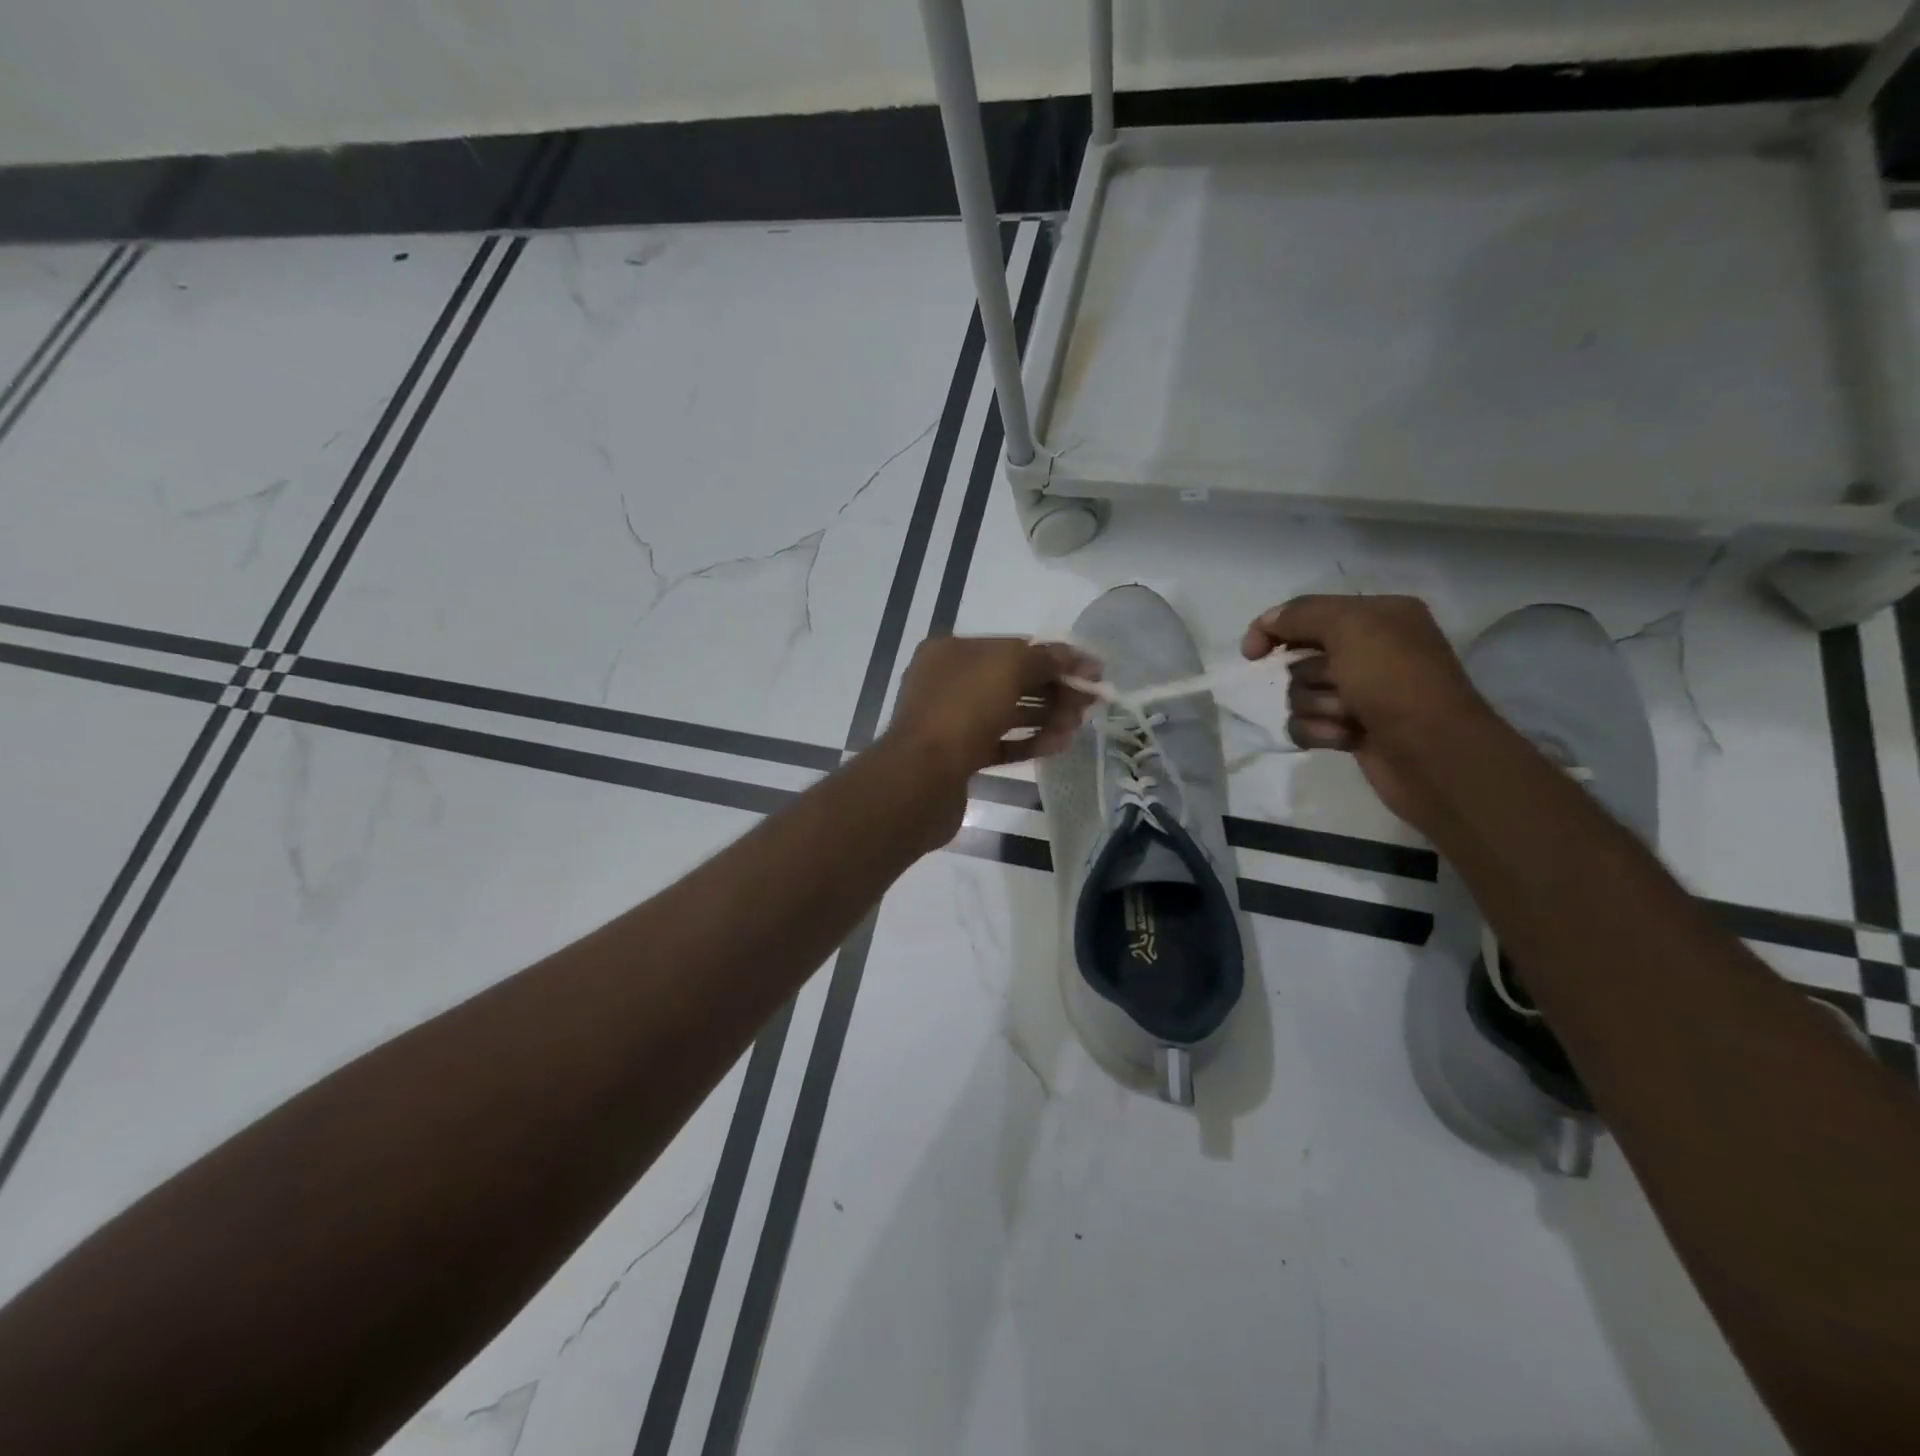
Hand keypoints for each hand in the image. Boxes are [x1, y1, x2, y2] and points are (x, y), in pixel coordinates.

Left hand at [886, 636, 1098, 780]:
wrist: (920, 779)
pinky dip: (1029, 742)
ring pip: (1006, 714)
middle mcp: (947, 683)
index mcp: (950, 653)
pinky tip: (1058, 745)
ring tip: (1076, 726)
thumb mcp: (1007, 669)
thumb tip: (1075, 657)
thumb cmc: (962, 710)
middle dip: (1053, 689)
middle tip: (1089, 704)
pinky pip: (999, 744)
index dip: (1054, 658)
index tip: (1092, 672)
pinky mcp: (957, 759)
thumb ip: (1045, 659)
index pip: (1012, 648)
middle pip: (1011, 681)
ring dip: (1045, 716)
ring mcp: (950, 723)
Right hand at [1241, 594, 1493, 829]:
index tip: (1253, 653)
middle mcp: (1370, 650)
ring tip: (1348, 717)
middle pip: (1299, 658)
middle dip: (1306, 675)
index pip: (1307, 613)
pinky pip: (1306, 725)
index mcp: (1378, 616)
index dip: (1275, 629)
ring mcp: (1360, 693)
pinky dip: (1319, 732)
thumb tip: (1267, 622)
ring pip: (1299, 694)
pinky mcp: (1351, 730)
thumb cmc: (1396, 681)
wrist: (1434, 754)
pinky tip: (1346, 738)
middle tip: (1335, 684)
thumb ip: (1302, 615)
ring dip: (1315, 707)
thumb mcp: (1351, 627)